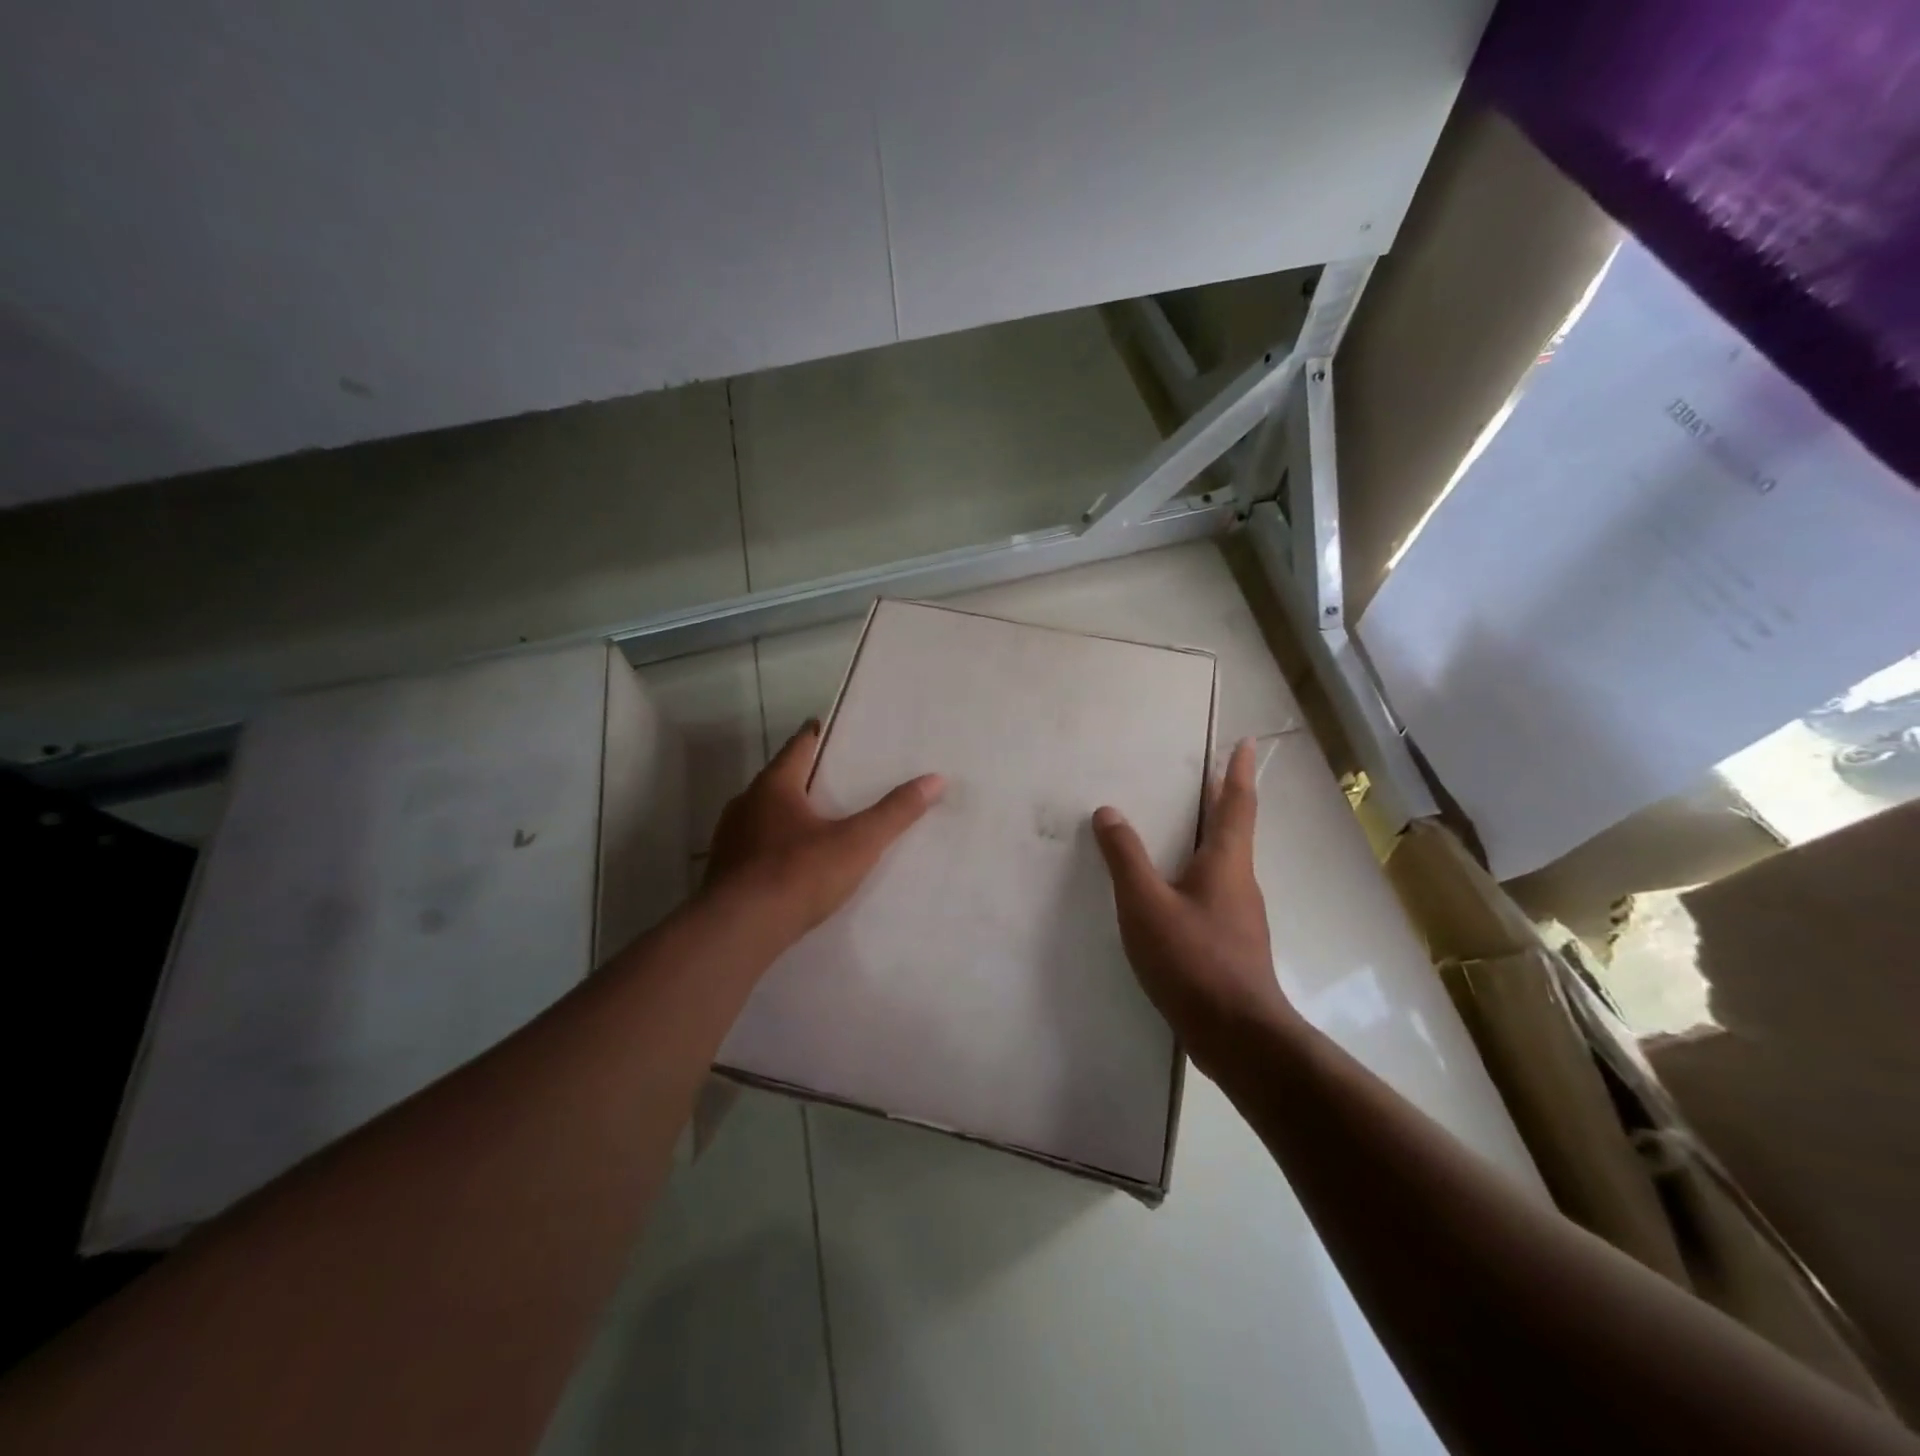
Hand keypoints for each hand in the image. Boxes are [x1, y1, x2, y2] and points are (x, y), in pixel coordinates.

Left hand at [705, 719, 944, 939]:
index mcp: (774, 786)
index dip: (816, 735)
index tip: (831, 729)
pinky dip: (775, 844)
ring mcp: (730, 838)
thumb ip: (895, 812)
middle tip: (837, 778)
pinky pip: (755, 845)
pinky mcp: (725, 871)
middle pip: (780, 779)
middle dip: (806, 777)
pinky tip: (793, 863)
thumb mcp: (857, 843)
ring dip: (788, 813)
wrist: (739, 932)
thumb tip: (936, 779)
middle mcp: (746, 803)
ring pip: (764, 814)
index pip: (798, 746)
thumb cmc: (798, 874)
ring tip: (819, 822)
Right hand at [1092, 738, 1295, 1071]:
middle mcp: (1239, 881)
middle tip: (1203, 776)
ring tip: (1178, 828)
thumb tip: (1108, 812)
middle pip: (1232, 830)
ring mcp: (1240, 915)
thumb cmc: (1193, 959)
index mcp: (1226, 862)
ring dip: (1207, 837)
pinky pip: (1213, 891)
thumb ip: (1125, 858)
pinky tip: (1173, 891)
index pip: (1236, 804)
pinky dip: (1196, 873)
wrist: (1238, 1035)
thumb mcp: (1146, 904)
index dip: (1238, 772)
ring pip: (1223, 863)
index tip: (1246, 743)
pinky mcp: (1232, 944)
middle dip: (1220, 800)